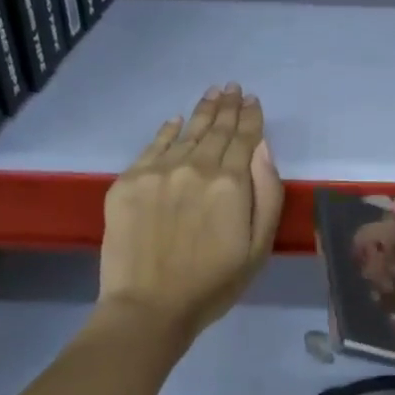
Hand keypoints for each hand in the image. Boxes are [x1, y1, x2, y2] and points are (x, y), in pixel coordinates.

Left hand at [96, 86, 283, 342]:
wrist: (149, 307)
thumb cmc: (214, 283)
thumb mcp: (259, 245)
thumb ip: (266, 192)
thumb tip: (262, 148)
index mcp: (230, 182)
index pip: (244, 139)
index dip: (250, 118)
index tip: (253, 100)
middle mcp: (194, 167)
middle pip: (215, 129)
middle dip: (227, 107)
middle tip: (232, 87)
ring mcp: (157, 172)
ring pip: (185, 132)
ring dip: (201, 112)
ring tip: (212, 93)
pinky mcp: (128, 182)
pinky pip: (152, 146)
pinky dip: (167, 131)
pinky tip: (175, 121)